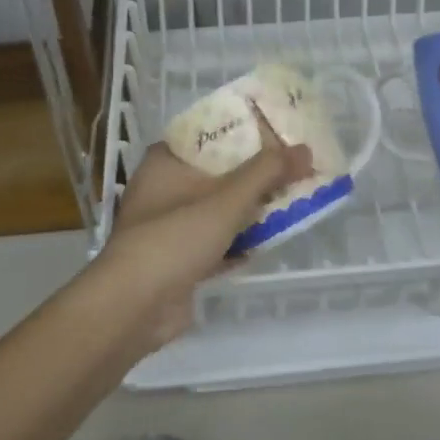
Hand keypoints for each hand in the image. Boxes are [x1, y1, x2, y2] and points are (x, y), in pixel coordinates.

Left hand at [91, 114, 312, 348]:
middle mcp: (163, 189)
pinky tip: (271, 239)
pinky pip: (216, 242)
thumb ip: (267, 172)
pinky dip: (240, 241)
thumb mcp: (226, 199)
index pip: (208, 134)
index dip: (242, 132)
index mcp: (165, 161)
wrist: (134, 308)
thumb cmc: (175, 237)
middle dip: (254, 173)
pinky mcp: (178, 260)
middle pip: (217, 172)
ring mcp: (169, 227)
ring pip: (218, 209)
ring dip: (250, 209)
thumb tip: (305, 149)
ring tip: (292, 198)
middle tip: (293, 165)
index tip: (277, 131)